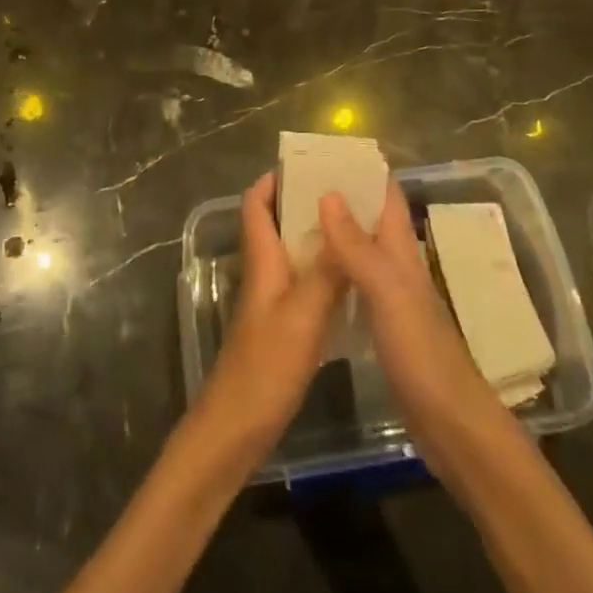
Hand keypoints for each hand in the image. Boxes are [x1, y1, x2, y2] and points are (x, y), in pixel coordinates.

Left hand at [199, 173, 347, 458]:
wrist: (235, 430)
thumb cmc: (265, 367)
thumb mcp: (302, 316)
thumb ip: (325, 271)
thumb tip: (342, 218)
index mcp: (262, 262)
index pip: (256, 205)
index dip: (273, 179)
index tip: (306, 163)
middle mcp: (264, 274)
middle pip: (276, 224)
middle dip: (304, 202)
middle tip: (346, 191)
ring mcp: (272, 302)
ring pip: (293, 254)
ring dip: (317, 236)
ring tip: (357, 225)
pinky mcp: (282, 327)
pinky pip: (304, 283)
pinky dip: (324, 270)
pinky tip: (353, 278)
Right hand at [319, 181, 506, 478]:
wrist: (449, 421)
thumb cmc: (420, 350)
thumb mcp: (386, 291)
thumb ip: (356, 244)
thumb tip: (328, 193)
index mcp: (402, 250)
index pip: (386, 196)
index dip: (364, 170)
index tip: (328, 152)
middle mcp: (397, 265)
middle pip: (369, 219)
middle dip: (341, 197)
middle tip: (298, 184)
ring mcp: (391, 297)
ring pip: (360, 250)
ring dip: (334, 232)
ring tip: (295, 219)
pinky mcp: (383, 325)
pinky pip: (354, 283)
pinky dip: (334, 270)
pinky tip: (310, 274)